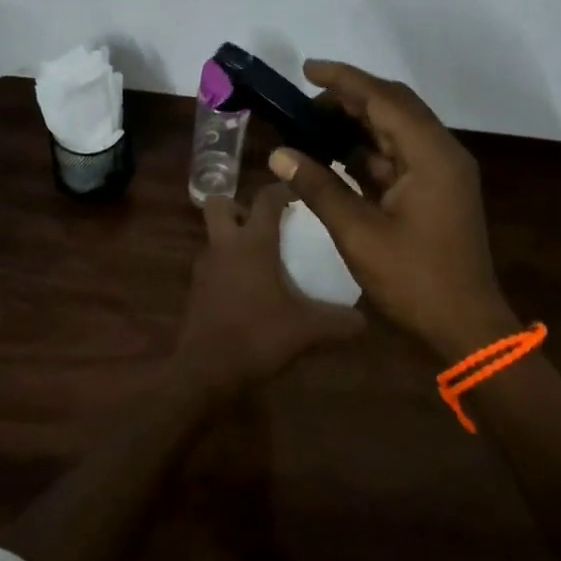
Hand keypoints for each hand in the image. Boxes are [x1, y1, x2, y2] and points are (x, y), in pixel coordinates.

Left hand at [175, 183, 366, 395]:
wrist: (204, 371)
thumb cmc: (257, 336)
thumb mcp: (307, 330)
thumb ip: (338, 322)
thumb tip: (364, 320)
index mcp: (252, 242)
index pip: (266, 198)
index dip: (283, 189)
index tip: (300, 192)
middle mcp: (225, 245)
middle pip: (221, 204)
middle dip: (240, 206)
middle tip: (266, 224)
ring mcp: (205, 267)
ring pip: (214, 235)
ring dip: (232, 238)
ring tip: (261, 257)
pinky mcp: (196, 290)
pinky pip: (213, 264)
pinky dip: (227, 267)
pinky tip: (248, 289)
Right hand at [269, 60, 518, 360]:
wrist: (466, 327)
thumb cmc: (415, 280)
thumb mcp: (359, 233)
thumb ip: (319, 187)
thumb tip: (279, 154)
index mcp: (431, 154)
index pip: (383, 99)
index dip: (343, 80)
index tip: (306, 69)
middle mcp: (441, 153)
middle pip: (393, 107)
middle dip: (349, 98)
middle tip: (305, 100)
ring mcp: (441, 172)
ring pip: (395, 131)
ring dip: (357, 124)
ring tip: (312, 124)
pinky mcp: (436, 191)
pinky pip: (398, 156)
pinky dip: (367, 151)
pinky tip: (335, 154)